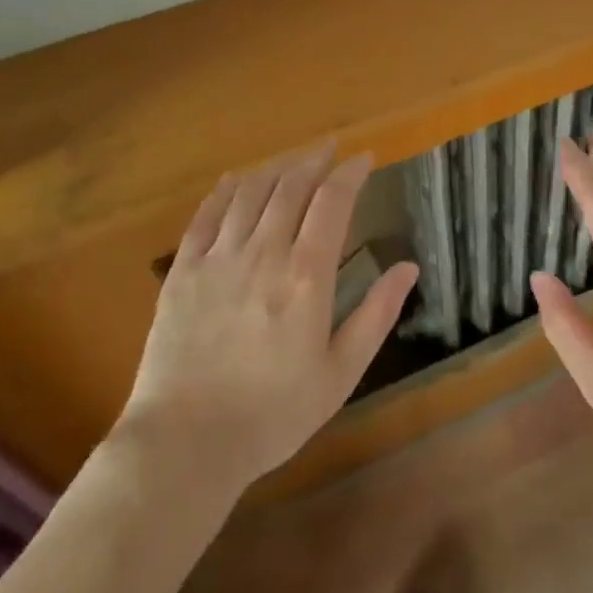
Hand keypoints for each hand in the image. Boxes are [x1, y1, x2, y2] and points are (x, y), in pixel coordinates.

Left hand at [119, 143, 418, 489]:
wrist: (185, 443)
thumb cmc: (273, 414)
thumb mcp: (340, 374)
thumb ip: (376, 315)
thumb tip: (409, 267)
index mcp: (306, 276)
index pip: (332, 202)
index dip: (350, 173)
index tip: (364, 159)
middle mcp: (263, 253)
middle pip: (291, 187)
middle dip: (314, 160)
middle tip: (329, 148)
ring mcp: (218, 258)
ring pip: (250, 193)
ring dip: (275, 168)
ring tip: (292, 160)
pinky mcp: (183, 271)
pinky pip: (205, 215)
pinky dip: (224, 190)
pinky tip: (235, 180)